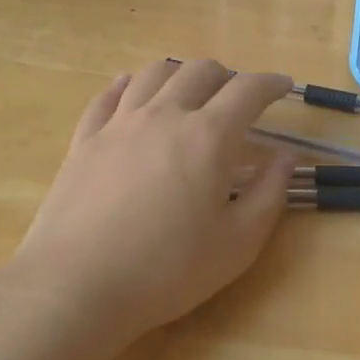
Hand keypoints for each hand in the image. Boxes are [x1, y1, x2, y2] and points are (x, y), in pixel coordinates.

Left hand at [0, 59, 295, 344]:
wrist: (74, 288)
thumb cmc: (166, 270)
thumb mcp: (238, 244)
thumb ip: (269, 194)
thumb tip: (285, 158)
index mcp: (209, 136)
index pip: (248, 90)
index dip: (271, 83)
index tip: (284, 86)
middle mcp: (165, 115)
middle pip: (200, 71)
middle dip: (228, 76)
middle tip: (238, 97)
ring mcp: (119, 124)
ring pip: (154, 74)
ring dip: (181, 74)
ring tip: (190, 89)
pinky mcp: (84, 140)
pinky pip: (108, 96)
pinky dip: (128, 84)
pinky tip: (131, 87)